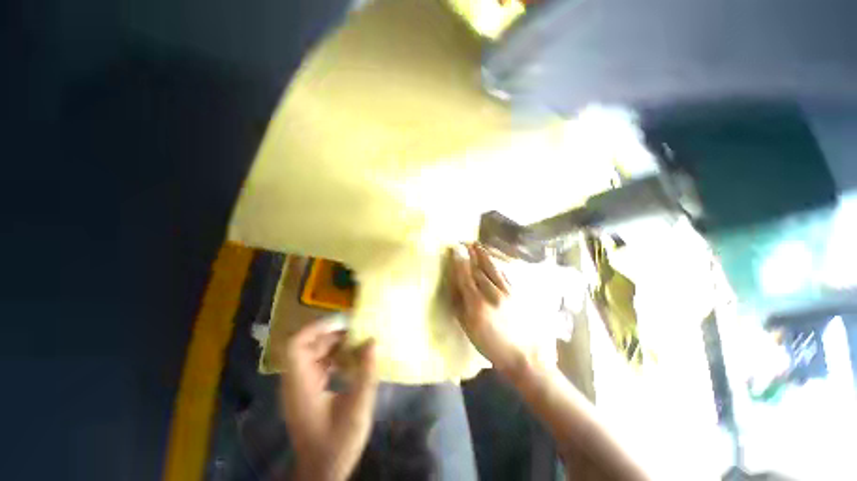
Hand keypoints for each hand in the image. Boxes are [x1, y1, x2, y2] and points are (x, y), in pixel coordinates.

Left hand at [279, 320, 377, 480]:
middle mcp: (296, 382)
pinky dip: (335, 357)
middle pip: (307, 346)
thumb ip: (366, 374)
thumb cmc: (337, 444)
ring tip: (358, 341)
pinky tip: (352, 360)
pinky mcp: (308, 392)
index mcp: (301, 385)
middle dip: (332, 334)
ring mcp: (301, 387)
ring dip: (335, 345)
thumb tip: (373, 341)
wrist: (323, 472)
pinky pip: (319, 364)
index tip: (342, 322)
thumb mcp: (357, 409)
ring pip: (313, 354)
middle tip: (357, 330)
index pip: (296, 345)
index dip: (315, 328)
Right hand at [449, 243, 528, 378]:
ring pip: (492, 268)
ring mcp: (507, 292)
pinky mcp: (517, 293)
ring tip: (477, 244)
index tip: (455, 248)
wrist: (523, 355)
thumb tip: (454, 284)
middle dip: (470, 254)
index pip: (465, 276)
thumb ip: (459, 304)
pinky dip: (496, 264)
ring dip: (483, 255)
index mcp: (477, 305)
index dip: (459, 261)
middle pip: (479, 269)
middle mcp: (492, 294)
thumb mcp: (468, 328)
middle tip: (464, 242)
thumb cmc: (490, 345)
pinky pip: (504, 274)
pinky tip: (492, 259)